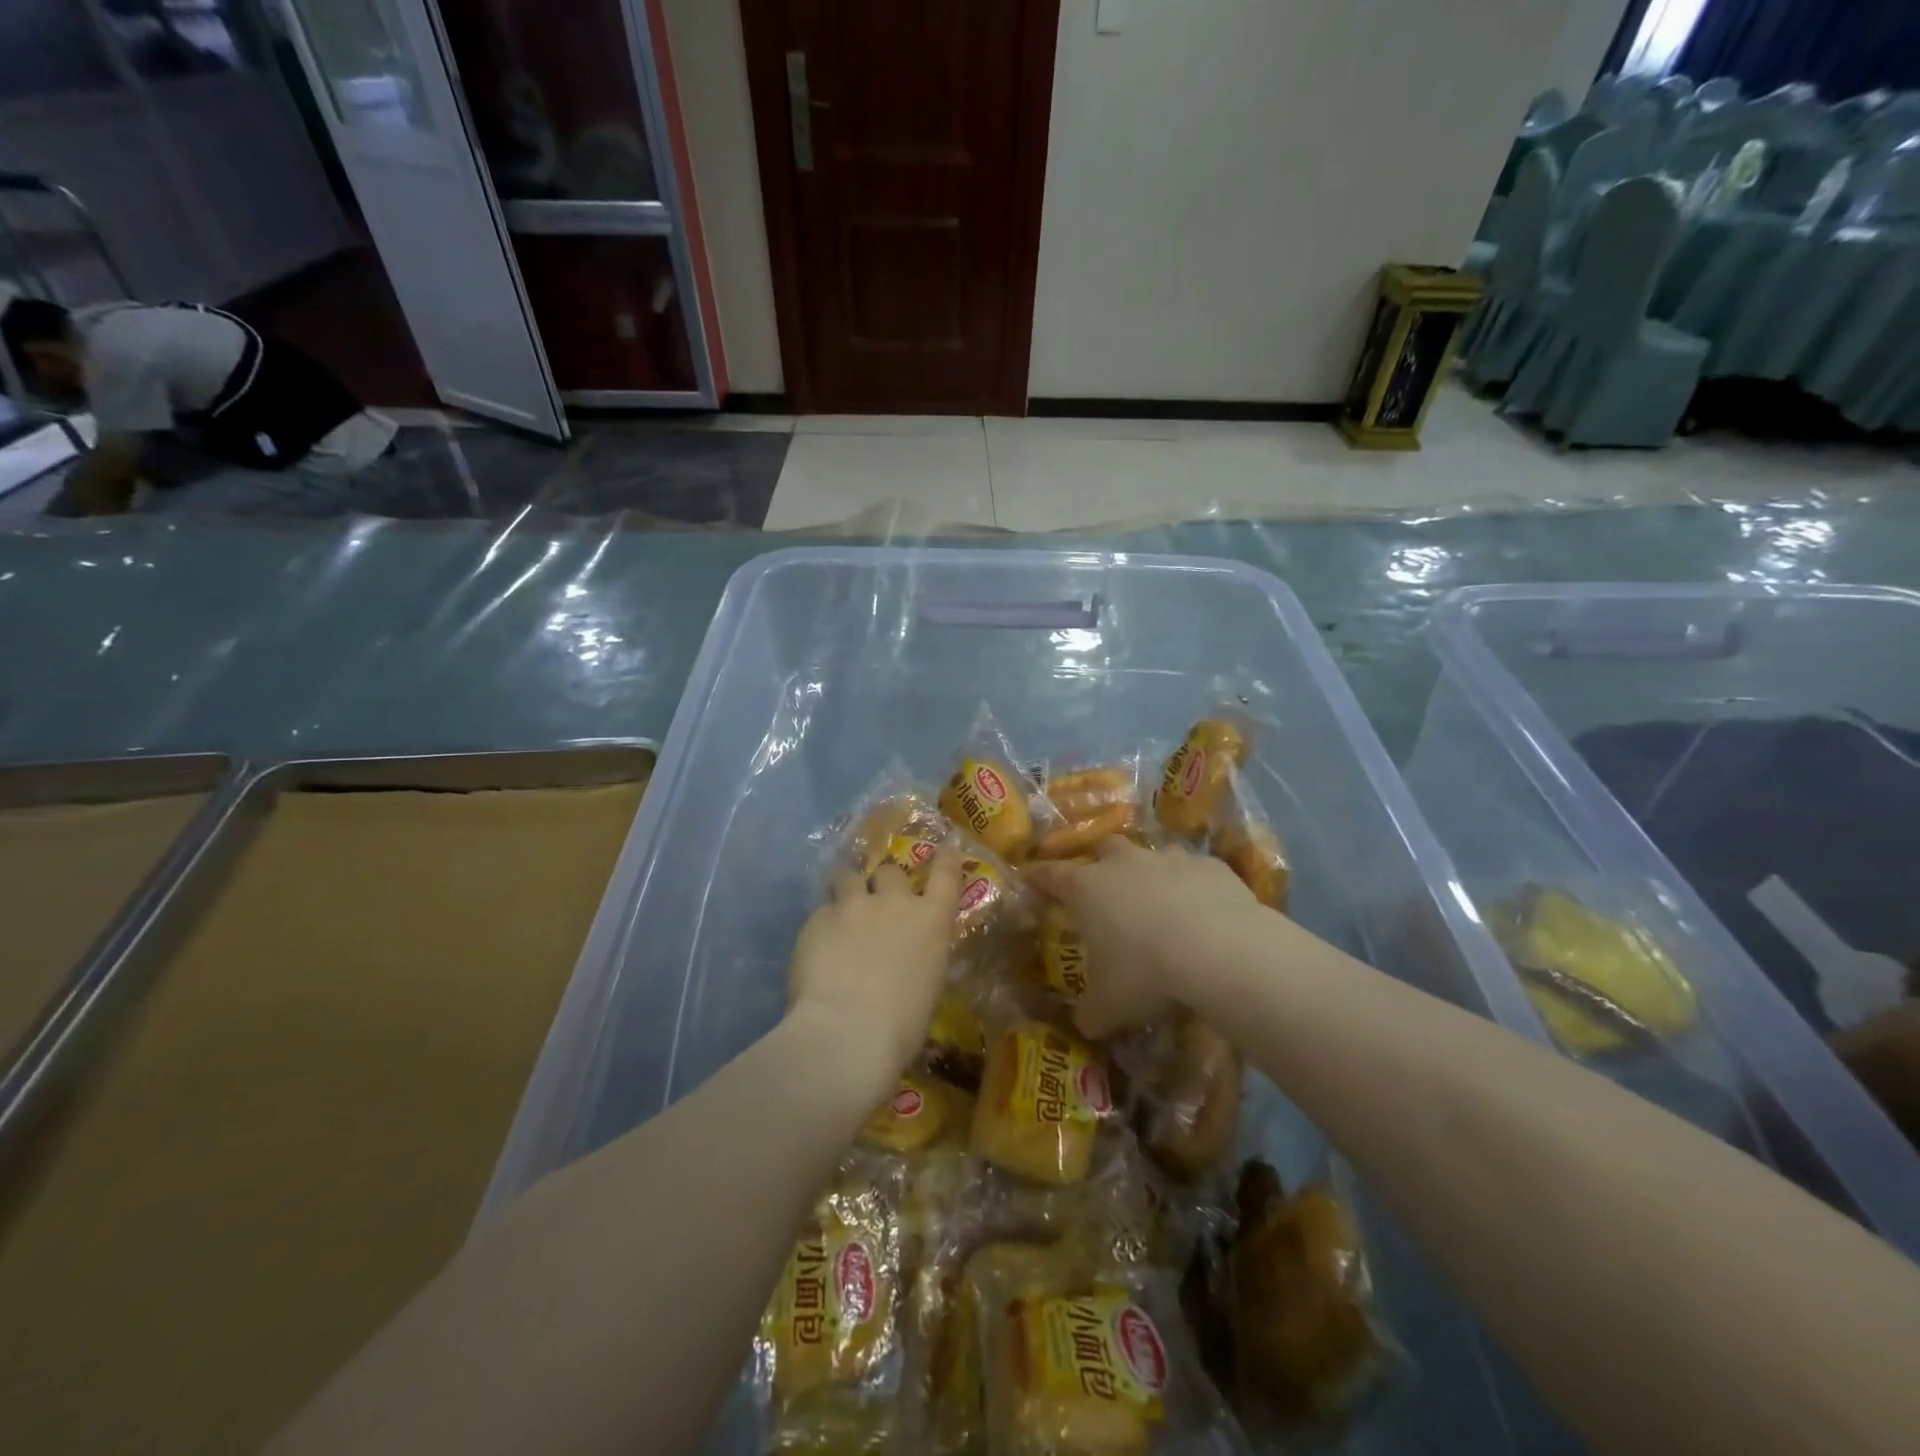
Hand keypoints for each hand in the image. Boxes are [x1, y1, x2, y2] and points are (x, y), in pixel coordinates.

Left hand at [787, 849, 962, 1094]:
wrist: (847, 1032)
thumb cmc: (901, 1026)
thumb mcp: (925, 987)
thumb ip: (918, 959)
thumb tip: (904, 961)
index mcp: (931, 921)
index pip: (945, 875)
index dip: (945, 859)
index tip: (945, 848)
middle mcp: (894, 903)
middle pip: (890, 871)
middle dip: (884, 883)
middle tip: (876, 901)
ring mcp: (853, 906)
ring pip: (849, 878)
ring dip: (848, 890)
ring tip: (842, 911)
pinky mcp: (817, 918)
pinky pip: (822, 911)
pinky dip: (823, 924)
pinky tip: (817, 948)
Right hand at [1027, 838, 1261, 1038]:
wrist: (1220, 951)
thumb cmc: (1146, 974)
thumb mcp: (1108, 1007)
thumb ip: (1089, 1013)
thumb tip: (1084, 1025)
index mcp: (1086, 888)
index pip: (1050, 875)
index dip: (1037, 876)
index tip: (1029, 876)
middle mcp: (1123, 863)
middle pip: (1103, 850)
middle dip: (1100, 865)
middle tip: (1103, 889)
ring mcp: (1168, 859)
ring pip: (1151, 855)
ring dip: (1149, 873)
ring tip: (1157, 902)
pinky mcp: (1210, 865)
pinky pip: (1194, 871)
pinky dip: (1192, 886)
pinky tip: (1202, 912)